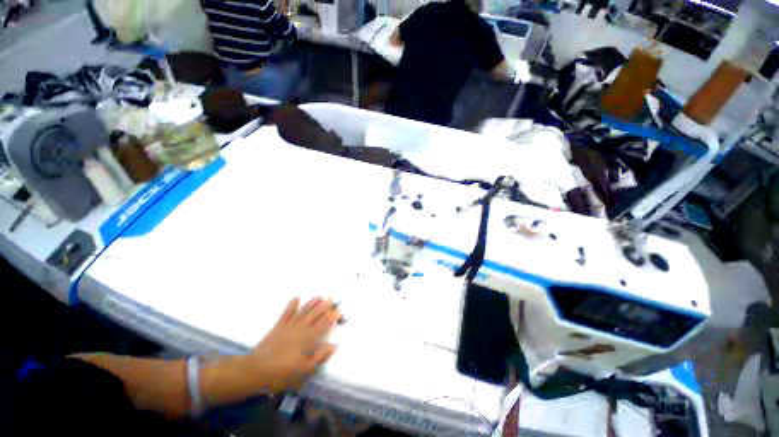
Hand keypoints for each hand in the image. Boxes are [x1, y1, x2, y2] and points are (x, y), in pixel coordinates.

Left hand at [247, 297, 340, 392]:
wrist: (257, 370)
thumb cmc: (283, 373)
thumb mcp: (304, 371)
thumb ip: (320, 357)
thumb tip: (334, 345)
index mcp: (308, 339)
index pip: (323, 325)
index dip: (331, 318)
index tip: (339, 311)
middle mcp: (301, 329)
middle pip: (315, 315)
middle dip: (324, 306)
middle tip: (331, 298)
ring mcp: (289, 326)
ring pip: (304, 311)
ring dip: (312, 303)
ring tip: (320, 296)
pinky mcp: (278, 326)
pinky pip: (287, 312)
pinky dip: (292, 304)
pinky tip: (297, 297)